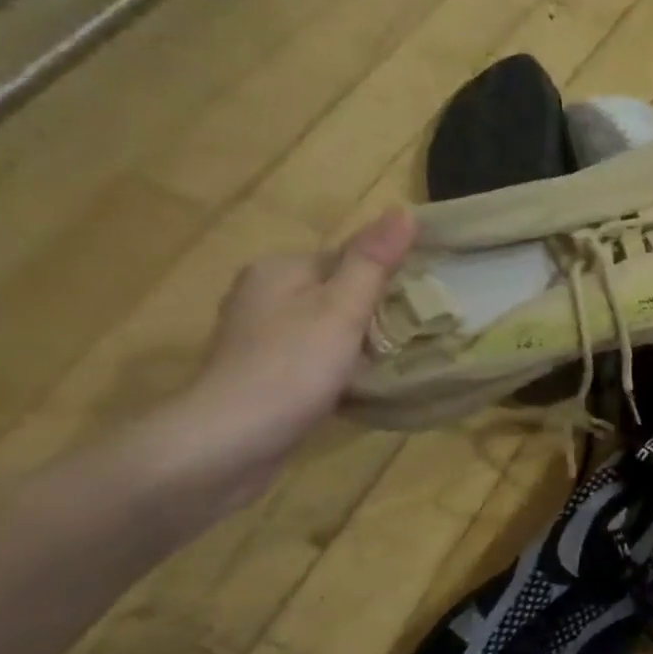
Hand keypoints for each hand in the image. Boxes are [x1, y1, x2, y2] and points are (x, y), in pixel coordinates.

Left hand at [161, 207, 414, 507]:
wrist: (228, 443)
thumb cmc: (291, 367)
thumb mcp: (342, 309)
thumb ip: (373, 262)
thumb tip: (404, 210)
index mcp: (279, 269)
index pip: (348, 257)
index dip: (388, 276)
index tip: (423, 301)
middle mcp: (263, 295)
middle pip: (337, 292)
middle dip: (376, 310)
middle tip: (416, 334)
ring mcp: (259, 338)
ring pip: (327, 327)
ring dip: (360, 341)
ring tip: (395, 360)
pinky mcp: (263, 375)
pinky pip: (315, 358)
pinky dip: (340, 366)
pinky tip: (359, 385)